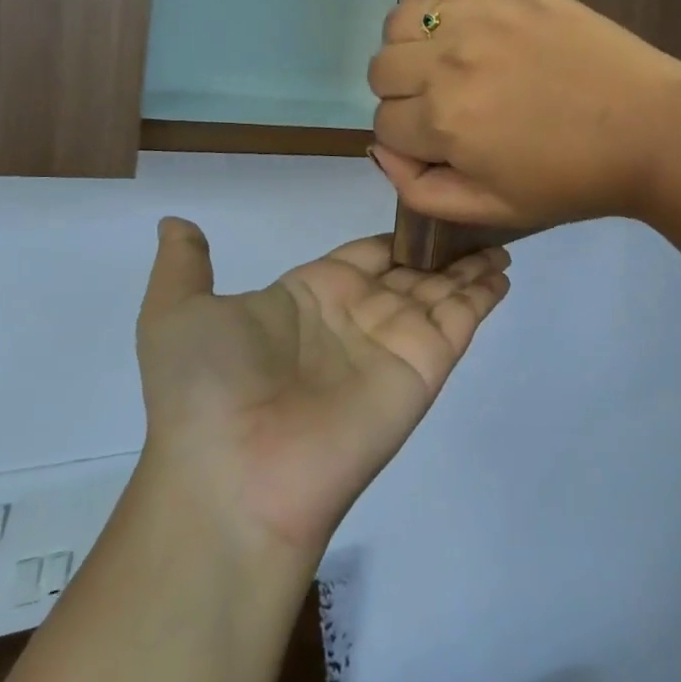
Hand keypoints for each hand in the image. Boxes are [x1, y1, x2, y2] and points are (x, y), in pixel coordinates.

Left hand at [134, 219, 509, 560]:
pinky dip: (485, 294)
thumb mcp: (176, 314)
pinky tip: (504, 270)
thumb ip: (185, 266)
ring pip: (442, 290)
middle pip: (412, 270)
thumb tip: (177, 221)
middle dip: (443, 247)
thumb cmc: (207, 389)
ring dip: (471, 266)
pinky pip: (462, 319)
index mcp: (310, 296)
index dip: (396, 234)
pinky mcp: (425, 366)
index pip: (366, 254)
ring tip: (502, 238)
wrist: (236, 478)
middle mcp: (358, 316)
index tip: (428, 203)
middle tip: (479, 214)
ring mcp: (394, 342)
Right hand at [367, 0, 680, 233]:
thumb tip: (380, 148)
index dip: (410, 140)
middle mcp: (447, 62)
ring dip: (413, 47)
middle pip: (381, 69)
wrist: (650, 130)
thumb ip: (420, 189)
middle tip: (451, 105)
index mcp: (443, 122)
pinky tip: (456, 21)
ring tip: (453, 61)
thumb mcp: (492, 211)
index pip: (383, 123)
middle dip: (405, 95)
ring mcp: (478, 15)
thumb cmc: (573, 179)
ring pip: (398, 22)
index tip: (444, 143)